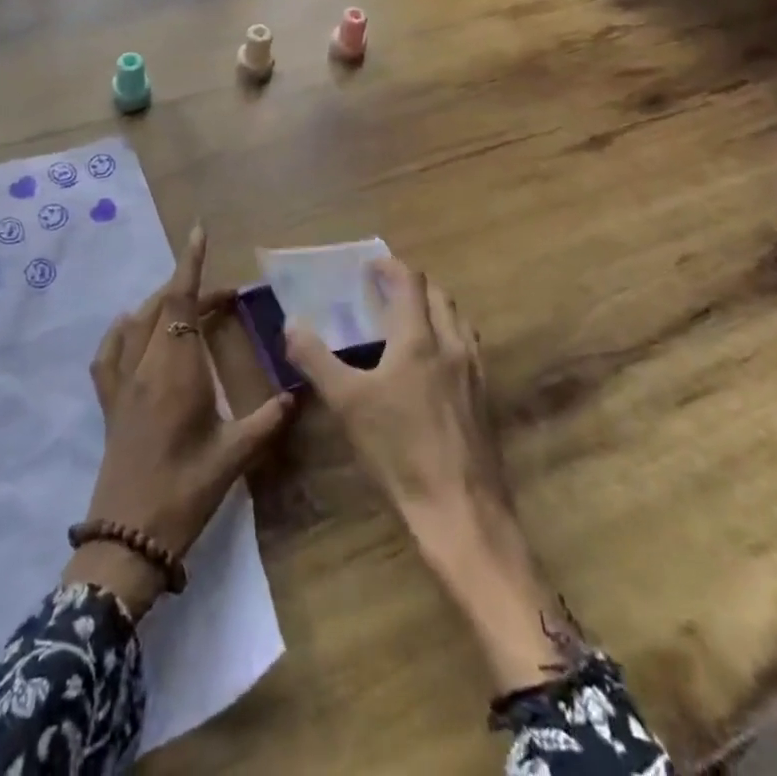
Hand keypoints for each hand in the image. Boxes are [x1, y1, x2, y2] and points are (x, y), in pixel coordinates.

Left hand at [65, 226, 294, 618]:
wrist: (127, 537)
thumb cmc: (185, 492)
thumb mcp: (234, 457)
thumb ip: (267, 421)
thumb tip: (298, 395)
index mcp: (177, 371)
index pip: (181, 302)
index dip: (190, 265)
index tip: (198, 232)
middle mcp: (145, 365)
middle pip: (163, 307)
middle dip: (190, 289)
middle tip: (225, 298)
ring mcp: (121, 382)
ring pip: (138, 323)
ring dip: (163, 305)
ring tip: (190, 309)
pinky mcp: (108, 401)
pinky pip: (109, 352)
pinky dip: (124, 330)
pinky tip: (133, 329)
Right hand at [285, 259, 587, 692]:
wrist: (461, 510)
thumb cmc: (399, 451)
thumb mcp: (347, 404)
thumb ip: (316, 359)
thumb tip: (291, 324)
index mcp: (418, 339)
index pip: (409, 283)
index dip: (390, 267)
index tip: (371, 265)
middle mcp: (452, 345)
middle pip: (438, 295)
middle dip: (413, 284)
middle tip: (386, 289)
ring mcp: (474, 372)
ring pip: (458, 320)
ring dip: (434, 307)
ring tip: (410, 318)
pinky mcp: (485, 399)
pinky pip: (468, 347)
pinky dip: (449, 335)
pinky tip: (435, 363)